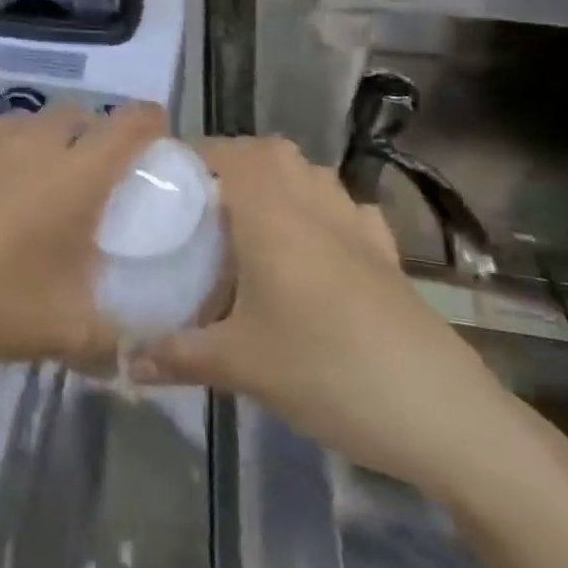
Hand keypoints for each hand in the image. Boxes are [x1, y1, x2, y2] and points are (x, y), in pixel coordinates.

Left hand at [0, 105, 166, 369]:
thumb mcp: (62, 332)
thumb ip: (113, 339)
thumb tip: (140, 349)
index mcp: (74, 177)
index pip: (129, 126)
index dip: (149, 121)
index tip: (154, 133)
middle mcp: (32, 142)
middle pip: (76, 117)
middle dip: (90, 136)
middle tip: (83, 175)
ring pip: (24, 122)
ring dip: (37, 142)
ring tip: (24, 180)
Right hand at [138, 137, 525, 496]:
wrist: (442, 415)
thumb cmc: (326, 370)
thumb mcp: (239, 366)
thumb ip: (176, 355)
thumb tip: (125, 360)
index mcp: (272, 214)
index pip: (228, 153)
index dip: (191, 154)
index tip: (160, 180)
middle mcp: (314, 205)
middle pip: (271, 152)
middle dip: (232, 163)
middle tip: (199, 204)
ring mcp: (358, 229)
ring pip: (312, 175)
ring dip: (278, 180)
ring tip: (247, 220)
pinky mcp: (388, 257)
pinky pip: (348, 211)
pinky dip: (323, 211)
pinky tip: (312, 248)